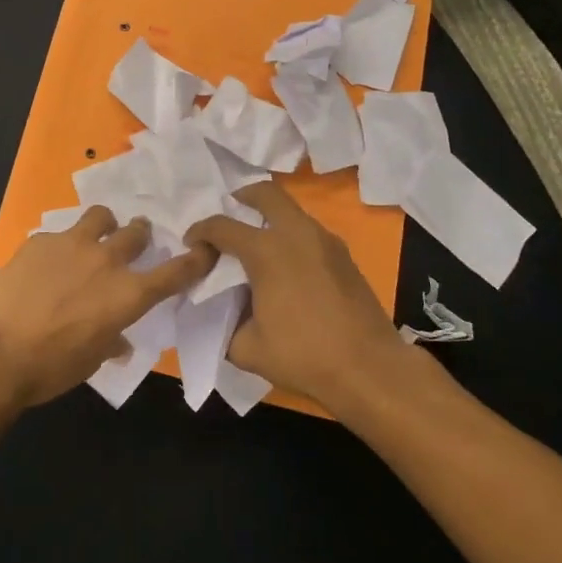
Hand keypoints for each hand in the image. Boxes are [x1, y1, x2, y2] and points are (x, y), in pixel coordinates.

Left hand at [0, 207, 215, 407]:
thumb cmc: (50, 367)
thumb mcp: (90, 360)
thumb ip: (110, 342)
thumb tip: (119, 341)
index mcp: (128, 295)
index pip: (175, 272)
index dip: (195, 259)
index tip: (204, 248)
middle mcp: (107, 261)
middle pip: (137, 233)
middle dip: (140, 236)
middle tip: (135, 241)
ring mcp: (72, 244)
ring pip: (101, 216)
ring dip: (105, 225)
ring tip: (95, 235)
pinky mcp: (40, 240)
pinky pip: (59, 234)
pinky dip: (60, 245)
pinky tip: (45, 262)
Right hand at [186, 181, 411, 406]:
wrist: (370, 369)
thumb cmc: (304, 356)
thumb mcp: (247, 348)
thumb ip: (226, 323)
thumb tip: (224, 313)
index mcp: (266, 251)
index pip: (222, 227)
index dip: (200, 231)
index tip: (191, 243)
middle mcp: (296, 234)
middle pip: (266, 194)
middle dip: (243, 197)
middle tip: (231, 212)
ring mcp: (325, 241)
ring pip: (292, 210)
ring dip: (270, 217)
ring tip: (257, 244)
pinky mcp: (344, 256)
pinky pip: (309, 231)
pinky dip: (291, 235)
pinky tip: (286, 265)